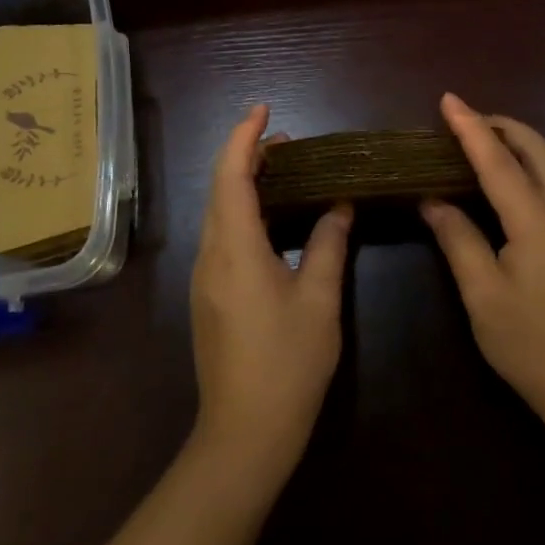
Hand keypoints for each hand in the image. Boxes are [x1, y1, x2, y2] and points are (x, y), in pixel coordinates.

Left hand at [190, 104, 352, 489]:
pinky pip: (222, 235)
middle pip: (220, 189)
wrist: (244, 435)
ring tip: (284, 171)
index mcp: (235, 249)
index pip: (231, 176)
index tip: (263, 110)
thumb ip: (328, 245)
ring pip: (218, 212)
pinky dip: (243, 211)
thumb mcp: (319, 301)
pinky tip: (272, 219)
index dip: (244, 137)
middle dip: (247, 155)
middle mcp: (211, 255)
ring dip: (244, 183)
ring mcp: (205, 277)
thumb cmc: (287, 365)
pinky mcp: (209, 296)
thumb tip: (340, 205)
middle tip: (288, 142)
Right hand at [423, 93, 544, 430]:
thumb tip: (433, 200)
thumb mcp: (482, 295)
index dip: (470, 128)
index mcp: (539, 223)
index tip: (449, 99)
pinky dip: (529, 171)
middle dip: (502, 126)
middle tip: (465, 121)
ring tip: (480, 146)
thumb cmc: (532, 345)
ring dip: (518, 146)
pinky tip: (507, 188)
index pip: (499, 162)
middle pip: (538, 149)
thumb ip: (458, 239)